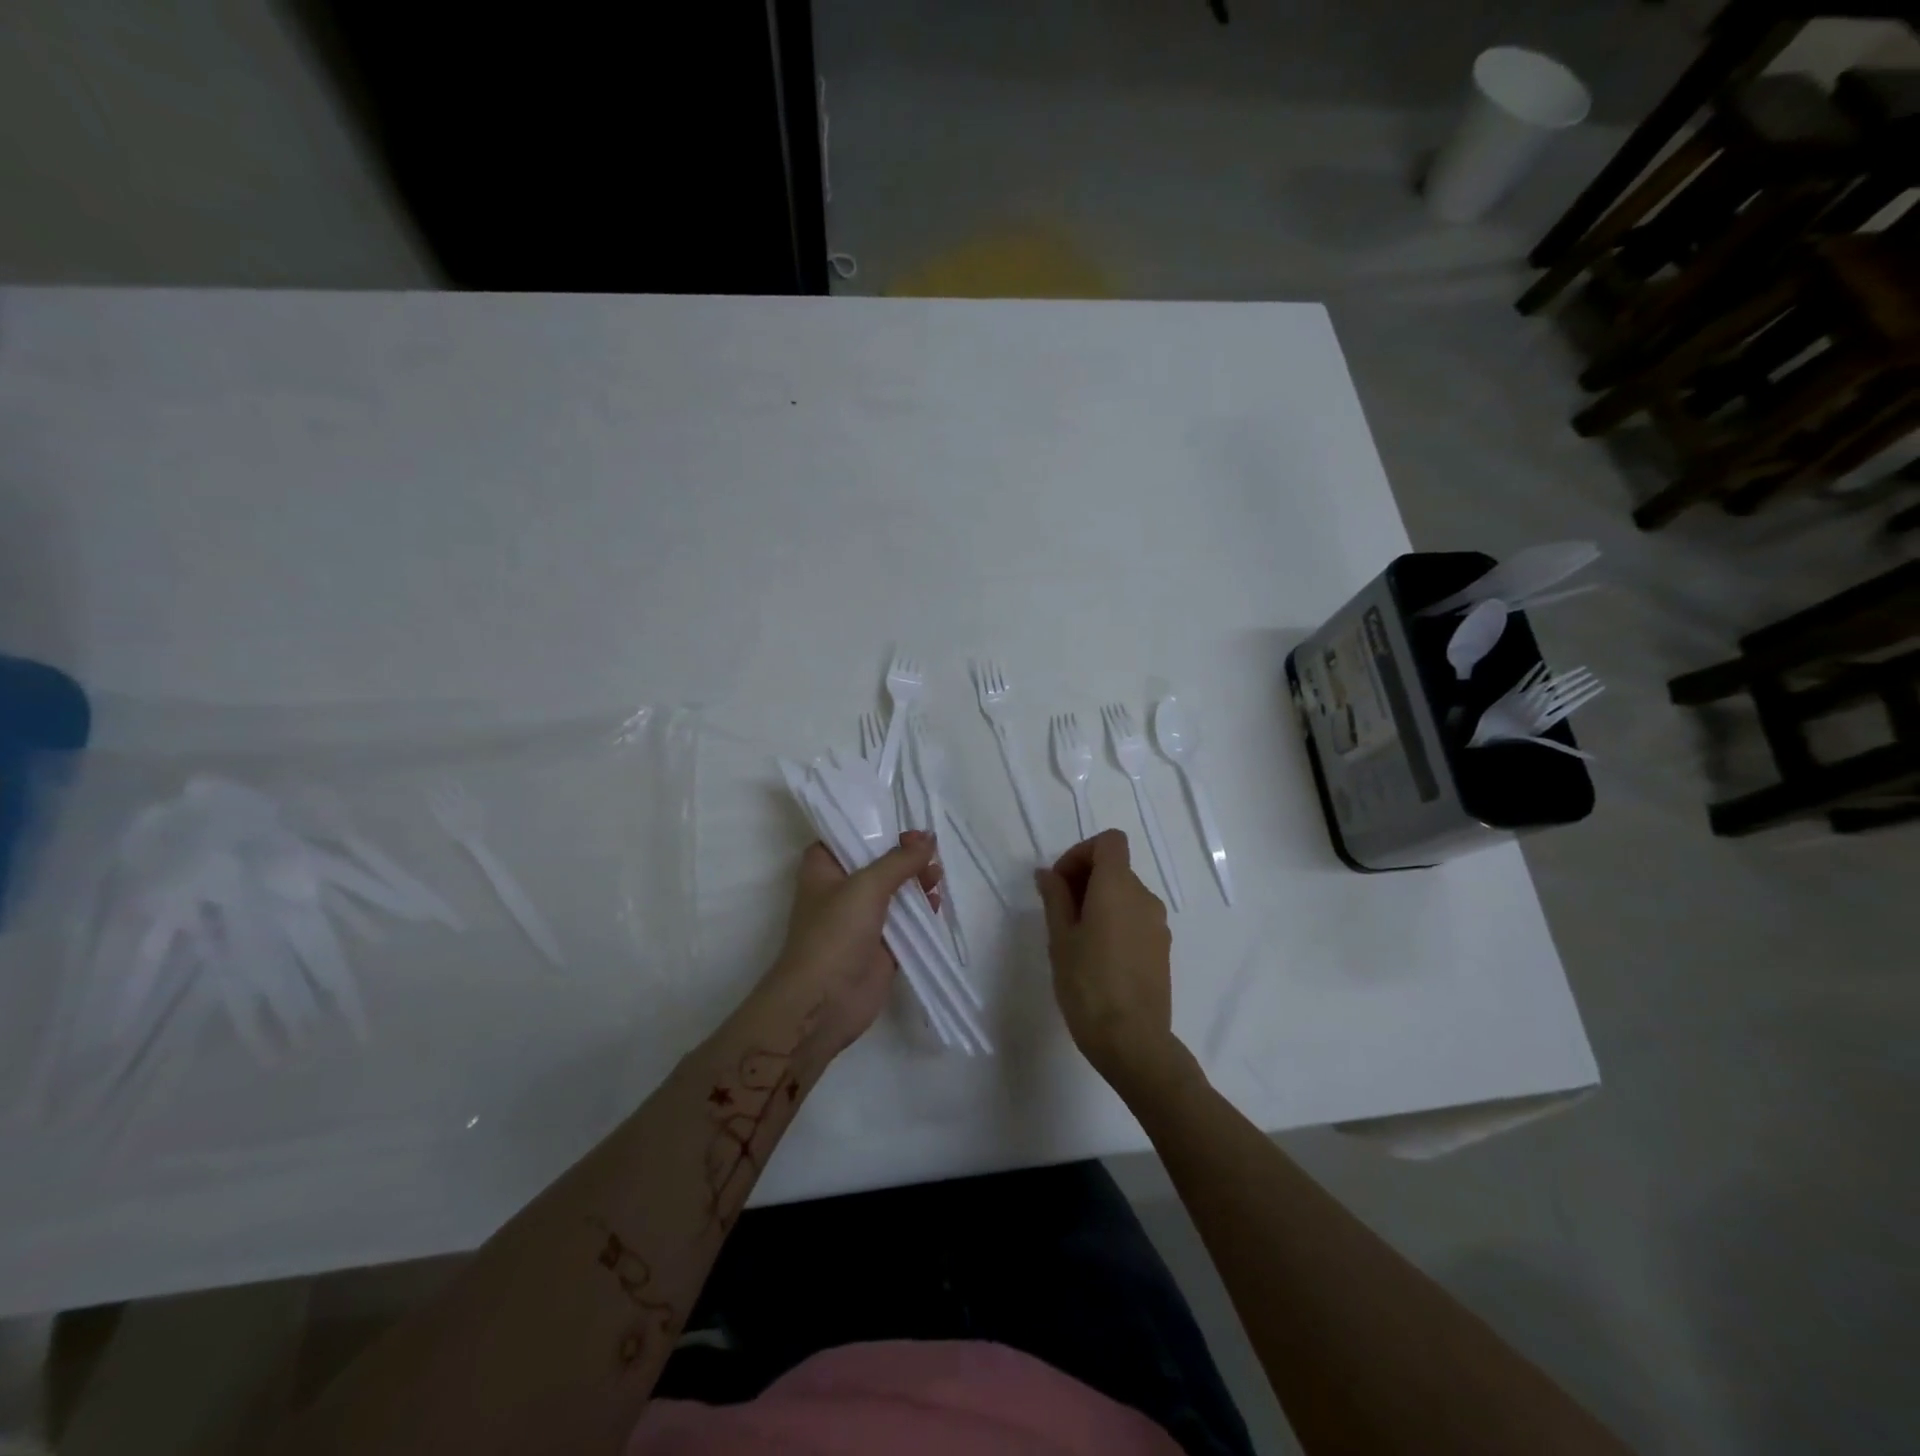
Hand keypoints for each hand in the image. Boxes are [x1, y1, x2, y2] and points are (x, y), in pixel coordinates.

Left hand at [755, 832, 940, 1058]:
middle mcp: (841, 889)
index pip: (847, 836)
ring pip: (894, 891)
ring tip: (937, 876)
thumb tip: (928, 838)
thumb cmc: (835, 933)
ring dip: (916, 881)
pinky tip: (937, 902)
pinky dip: (922, 910)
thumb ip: (900, 861)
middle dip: (904, 856)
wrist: (824, 1002)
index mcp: (823, 868)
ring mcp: (861, 919)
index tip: (905, 824)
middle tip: (930, 851)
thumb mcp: (867, 886)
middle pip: (877, 863)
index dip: (874, 828)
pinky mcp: (881, 945)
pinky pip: (906, 921)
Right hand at [1035, 830, 1188, 1098]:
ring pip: (1125, 894)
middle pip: (1116, 867)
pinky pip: (1135, 918)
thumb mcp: (1060, 938)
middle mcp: (1144, 897)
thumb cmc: (1088, 984)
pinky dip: (1115, 921)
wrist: (1132, 1041)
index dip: (1081, 852)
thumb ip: (1055, 898)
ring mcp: (1158, 924)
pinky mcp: (1162, 949)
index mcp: (1118, 887)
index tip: (1059, 882)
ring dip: (1099, 901)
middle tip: (1057, 911)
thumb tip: (1048, 873)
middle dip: (1084, 878)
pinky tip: (1097, 955)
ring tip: (1074, 937)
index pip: (1109, 841)